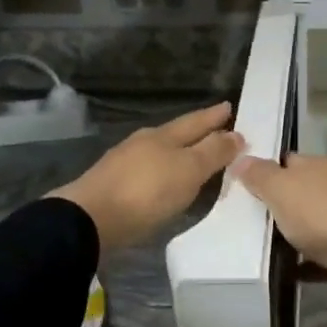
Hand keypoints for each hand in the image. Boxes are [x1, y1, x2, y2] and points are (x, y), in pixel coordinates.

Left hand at [49, 103, 244, 252]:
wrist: (90, 219)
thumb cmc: (146, 192)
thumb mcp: (188, 170)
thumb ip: (213, 152)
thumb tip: (236, 133)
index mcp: (163, 135)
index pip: (195, 122)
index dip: (213, 116)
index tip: (229, 107)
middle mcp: (143, 143)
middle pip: (176, 134)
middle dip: (197, 132)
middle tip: (217, 129)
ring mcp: (124, 163)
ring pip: (159, 151)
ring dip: (179, 153)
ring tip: (194, 157)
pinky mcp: (112, 185)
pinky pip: (147, 171)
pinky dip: (163, 172)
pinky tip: (165, 181)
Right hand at [229, 152, 326, 304]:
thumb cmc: (324, 214)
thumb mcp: (282, 189)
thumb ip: (260, 175)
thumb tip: (241, 158)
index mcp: (323, 165)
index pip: (290, 161)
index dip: (268, 172)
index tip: (246, 188)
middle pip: (304, 192)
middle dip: (283, 205)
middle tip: (251, 222)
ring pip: (317, 223)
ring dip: (298, 234)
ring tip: (266, 250)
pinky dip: (310, 262)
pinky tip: (291, 273)